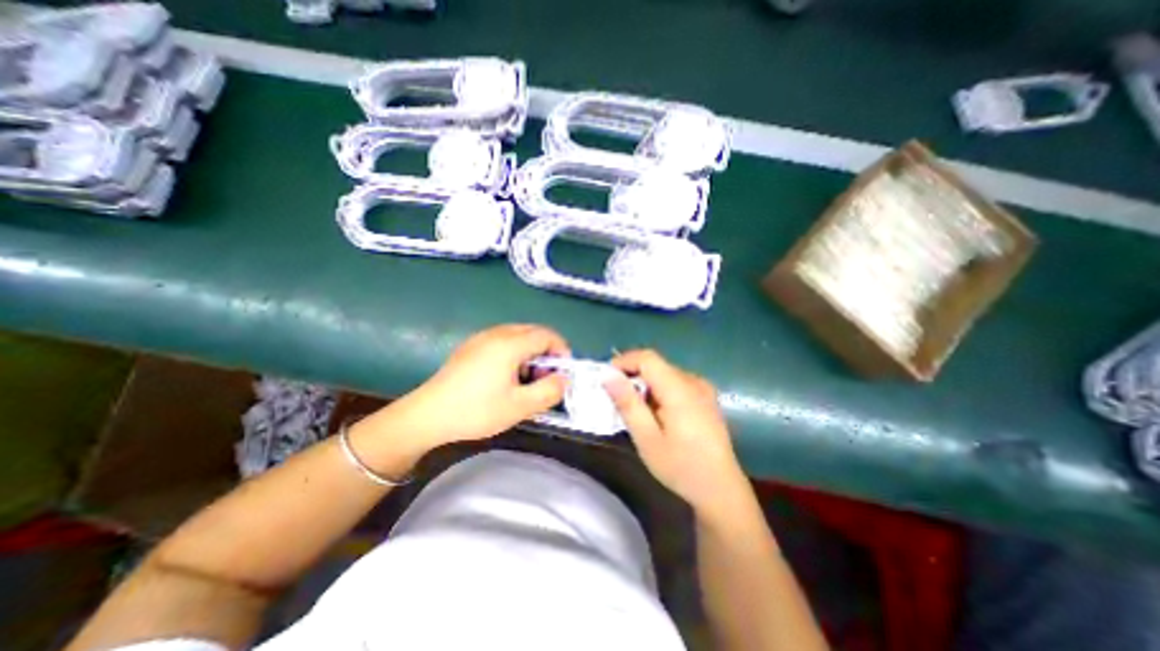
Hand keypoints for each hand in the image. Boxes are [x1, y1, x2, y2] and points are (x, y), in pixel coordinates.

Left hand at [388, 324, 568, 447]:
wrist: (427, 415)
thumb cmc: (477, 410)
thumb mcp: (520, 407)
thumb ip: (549, 391)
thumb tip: (564, 379)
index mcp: (510, 343)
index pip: (547, 335)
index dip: (561, 350)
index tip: (562, 373)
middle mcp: (497, 333)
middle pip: (533, 332)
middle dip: (547, 351)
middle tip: (546, 378)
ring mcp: (481, 338)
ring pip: (518, 335)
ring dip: (531, 352)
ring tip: (526, 379)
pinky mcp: (471, 346)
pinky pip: (502, 340)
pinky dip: (515, 352)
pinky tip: (506, 376)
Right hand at [604, 351, 748, 518]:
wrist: (721, 489)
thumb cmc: (680, 467)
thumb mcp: (646, 438)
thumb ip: (627, 403)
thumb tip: (608, 375)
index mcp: (679, 389)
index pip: (647, 357)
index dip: (624, 361)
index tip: (606, 379)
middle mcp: (693, 381)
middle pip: (656, 364)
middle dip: (632, 375)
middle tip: (615, 398)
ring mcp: (702, 388)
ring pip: (664, 373)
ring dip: (645, 383)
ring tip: (634, 408)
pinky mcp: (705, 397)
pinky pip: (675, 382)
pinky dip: (659, 390)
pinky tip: (655, 412)